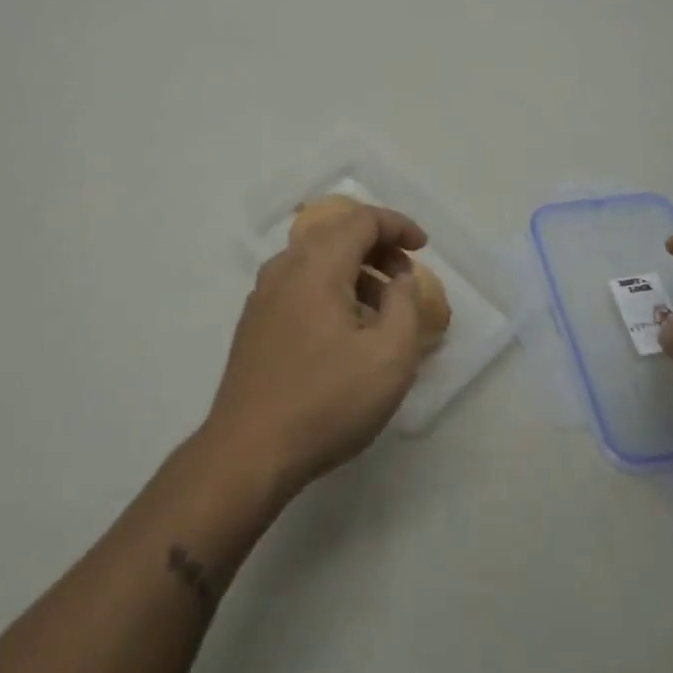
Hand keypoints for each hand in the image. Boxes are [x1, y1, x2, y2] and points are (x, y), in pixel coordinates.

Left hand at [203, 203, 431, 495]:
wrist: (248, 453)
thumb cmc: (326, 402)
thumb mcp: (390, 357)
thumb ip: (405, 305)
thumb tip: (399, 280)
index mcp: (317, 265)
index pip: (362, 220)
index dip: (398, 226)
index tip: (424, 247)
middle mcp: (285, 267)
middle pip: (337, 234)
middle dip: (378, 246)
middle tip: (405, 278)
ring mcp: (264, 294)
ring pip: (317, 259)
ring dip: (355, 270)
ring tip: (381, 309)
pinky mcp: (255, 321)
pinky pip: (300, 283)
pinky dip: (331, 287)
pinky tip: (346, 329)